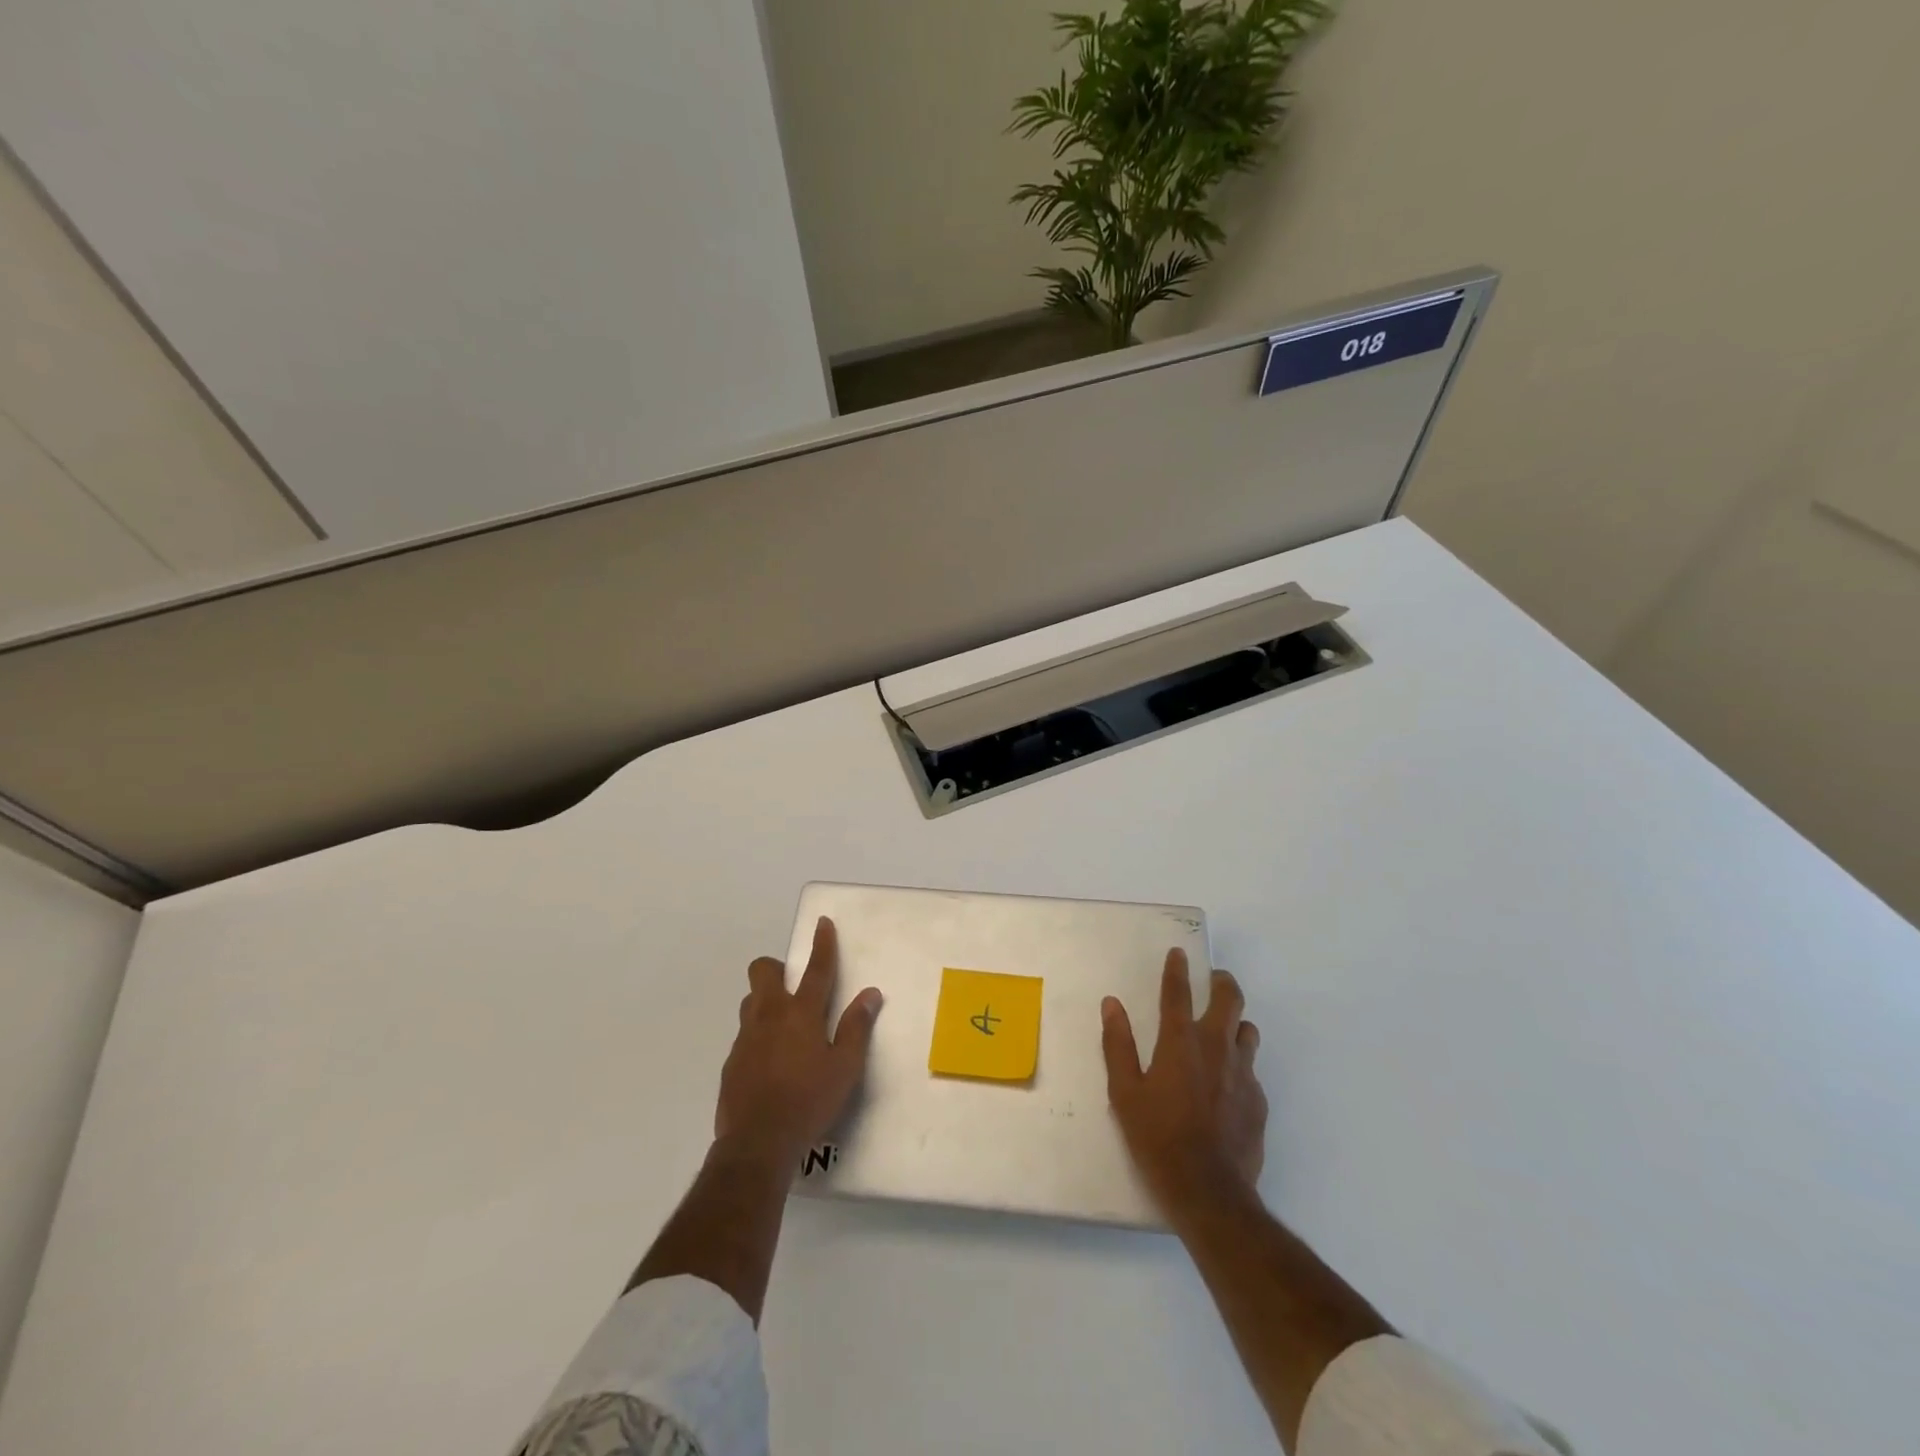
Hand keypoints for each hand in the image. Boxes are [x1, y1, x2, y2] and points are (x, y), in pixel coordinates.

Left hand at [715, 916, 882, 1167]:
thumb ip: (857, 1027)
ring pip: (751, 1000)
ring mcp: (746, 1037)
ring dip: (765, 1000)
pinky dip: (758, 1035)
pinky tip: (770, 1062)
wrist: (757, 1143)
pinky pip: (745, 1033)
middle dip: (777, 967)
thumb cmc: (809, 1101)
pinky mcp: (732, 1061)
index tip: (822, 923)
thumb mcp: (845, 1067)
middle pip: (764, 971)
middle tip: (793, 985)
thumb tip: (870, 994)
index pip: (816, 969)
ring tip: (783, 1025)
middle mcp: (770, 1015)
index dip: (822, 944)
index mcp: (802, 1013)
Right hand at [1102, 948, 1266, 1213]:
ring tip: (1223, 1031)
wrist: (1209, 1191)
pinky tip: (1228, 1085)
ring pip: (1247, 1031)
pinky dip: (1240, 1065)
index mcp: (1180, 1042)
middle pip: (1229, 999)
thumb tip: (1112, 1004)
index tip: (1179, 953)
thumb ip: (1118, 1044)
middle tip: (1213, 980)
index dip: (1177, 969)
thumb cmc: (1157, 1138)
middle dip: (1222, 982)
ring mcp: (1243, 1074)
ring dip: (1235, 1023)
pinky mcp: (1259, 1101)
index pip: (1178, 992)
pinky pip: (1252, 1070)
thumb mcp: (1125, 1093)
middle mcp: (1216, 1047)